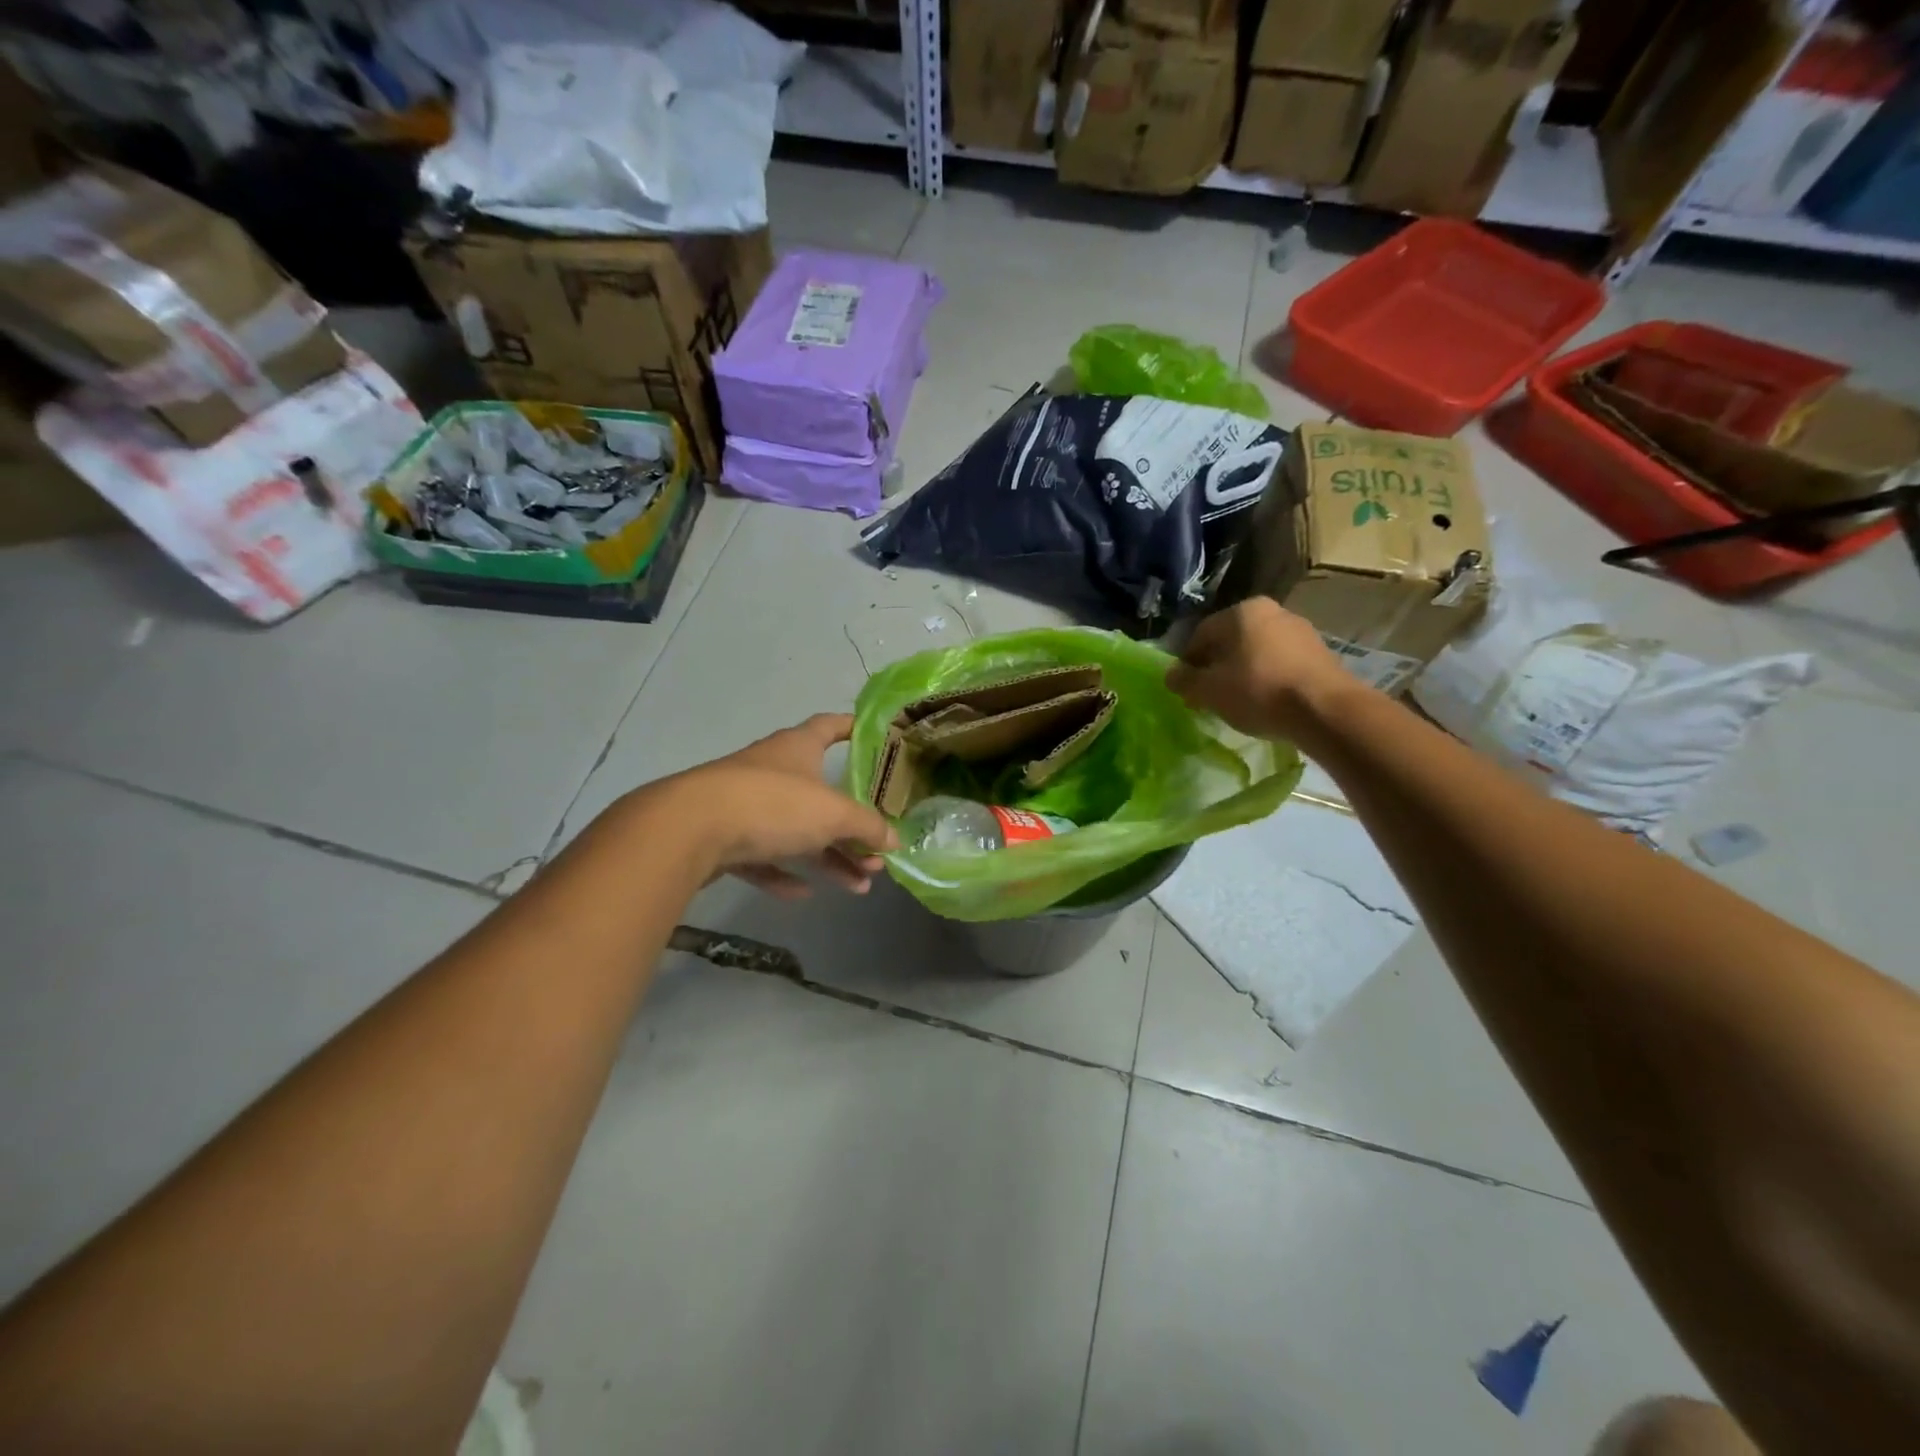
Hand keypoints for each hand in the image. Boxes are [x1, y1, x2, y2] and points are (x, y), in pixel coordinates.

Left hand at [645, 714, 897, 899]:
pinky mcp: (723, 837)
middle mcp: (773, 770)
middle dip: (852, 826)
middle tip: (877, 854)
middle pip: (821, 795)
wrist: (690, 829)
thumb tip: (893, 840)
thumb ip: (867, 827)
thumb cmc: (773, 804)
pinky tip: (803, 894)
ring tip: (858, 887)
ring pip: (796, 831)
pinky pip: (763, 856)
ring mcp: (745, 804)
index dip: (852, 728)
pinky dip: (784, 872)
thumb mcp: (833, 814)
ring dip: (829, 858)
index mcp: (798, 748)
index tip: (873, 738)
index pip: (830, 726)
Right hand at [1166, 598, 1359, 743]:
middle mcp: (1272, 611)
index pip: (1200, 634)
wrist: (1324, 710)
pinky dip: (1269, 679)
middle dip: (1217, 666)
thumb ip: (1184, 680)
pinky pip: (1282, 663)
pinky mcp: (1321, 653)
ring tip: (1238, 702)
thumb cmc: (1257, 691)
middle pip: (1231, 641)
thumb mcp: (1209, 690)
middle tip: (1209, 695)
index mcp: (1241, 611)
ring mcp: (1301, 630)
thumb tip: (1171, 675)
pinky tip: (1267, 702)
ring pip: (1258, 652)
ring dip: (1243, 673)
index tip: (1185, 688)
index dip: (1187, 663)